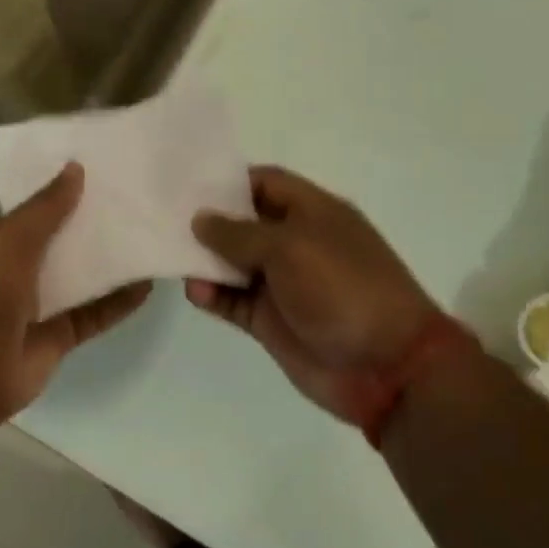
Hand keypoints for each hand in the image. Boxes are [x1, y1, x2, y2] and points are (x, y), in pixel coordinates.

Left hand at [0, 163, 150, 435]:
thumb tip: (76, 167)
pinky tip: (148, 285)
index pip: (38, 208)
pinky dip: (120, 302)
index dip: (66, 190)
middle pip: (64, 240)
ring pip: (83, 275)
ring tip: (151, 236)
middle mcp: (20, 268)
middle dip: (95, 222)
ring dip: (112, 261)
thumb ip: (46, 209)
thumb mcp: (11, 242)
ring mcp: (41, 304)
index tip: (106, 169)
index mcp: (0, 241)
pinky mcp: (60, 335)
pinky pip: (95, 313)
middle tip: (140, 199)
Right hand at [188, 166, 439, 426]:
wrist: (385, 366)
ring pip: (232, 264)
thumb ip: (239, 233)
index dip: (229, 181)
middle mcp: (295, 243)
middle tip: (163, 218)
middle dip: (207, 221)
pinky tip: (195, 293)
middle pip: (243, 223)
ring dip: (205, 261)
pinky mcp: (269, 320)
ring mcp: (281, 284)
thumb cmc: (342, 288)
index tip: (187, 185)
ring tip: (173, 258)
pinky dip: (212, 296)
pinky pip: (232, 301)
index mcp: (312, 213)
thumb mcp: (290, 247)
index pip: (265, 183)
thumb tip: (200, 219)